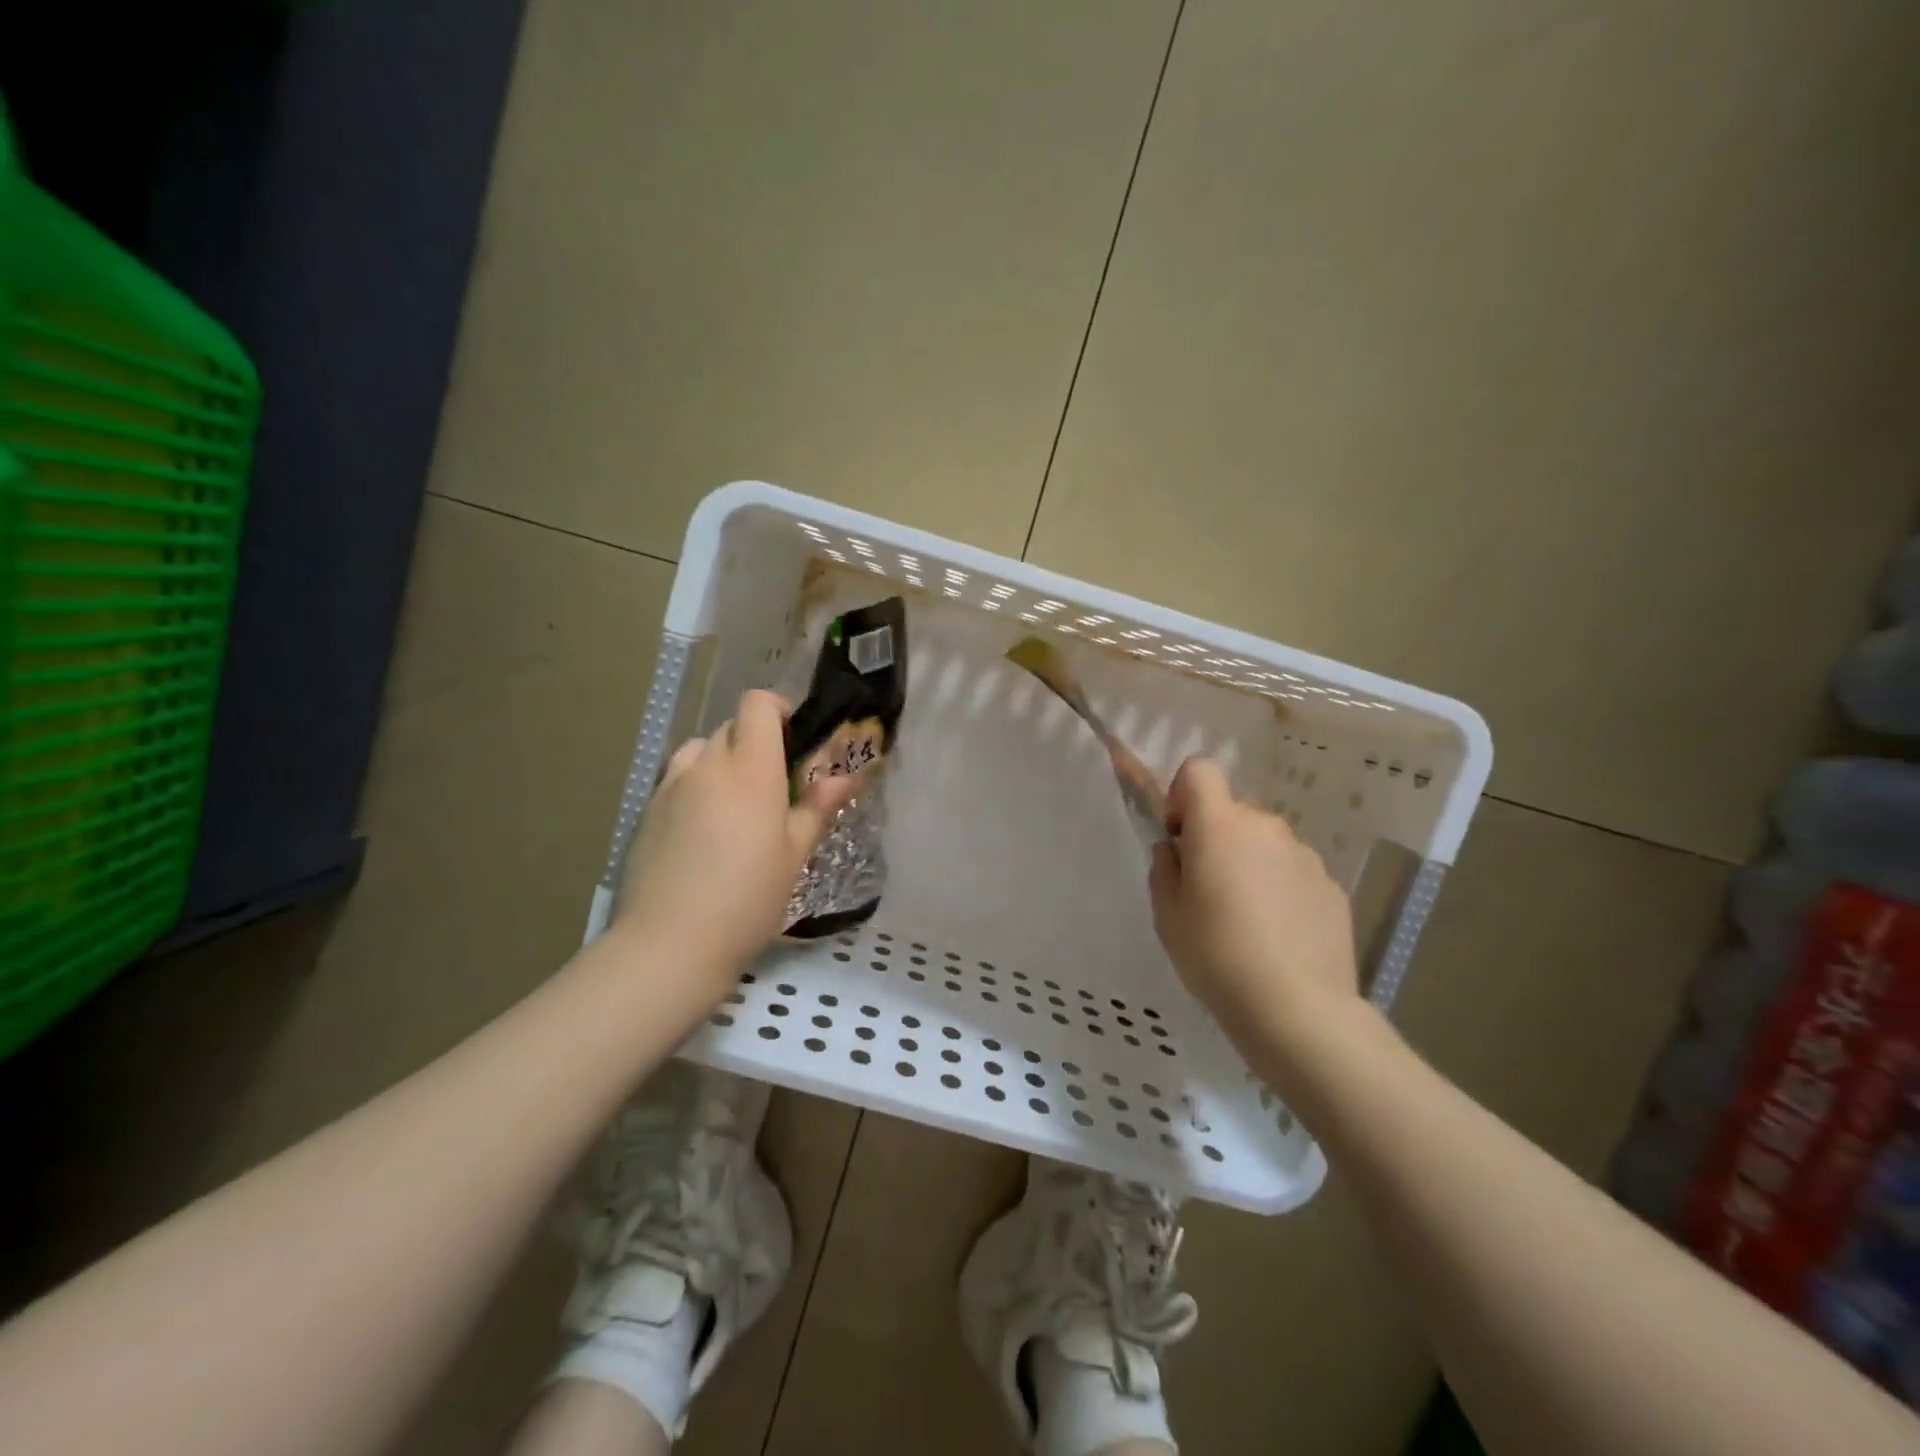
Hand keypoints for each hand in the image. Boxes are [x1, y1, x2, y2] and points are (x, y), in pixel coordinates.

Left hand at [612, 690, 858, 990]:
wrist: (670, 943)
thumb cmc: (748, 898)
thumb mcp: (794, 855)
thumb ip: (817, 808)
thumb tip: (845, 778)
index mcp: (750, 769)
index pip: (757, 705)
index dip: (778, 709)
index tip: (794, 739)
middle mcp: (707, 766)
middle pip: (731, 726)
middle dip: (756, 741)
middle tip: (774, 783)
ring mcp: (671, 786)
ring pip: (700, 749)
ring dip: (722, 760)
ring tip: (735, 802)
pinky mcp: (647, 811)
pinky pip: (677, 779)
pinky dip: (696, 786)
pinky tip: (703, 830)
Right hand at [1148, 758, 1360, 1047]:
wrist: (1296, 1008)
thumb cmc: (1216, 955)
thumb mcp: (1167, 914)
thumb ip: (1164, 869)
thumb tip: (1176, 851)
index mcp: (1220, 826)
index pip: (1200, 770)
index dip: (1183, 793)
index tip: (1179, 835)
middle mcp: (1266, 827)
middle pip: (1233, 813)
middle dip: (1216, 838)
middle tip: (1207, 890)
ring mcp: (1305, 855)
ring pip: (1266, 844)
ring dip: (1250, 864)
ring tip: (1246, 920)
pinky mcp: (1332, 886)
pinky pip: (1293, 873)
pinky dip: (1281, 890)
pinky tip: (1277, 936)